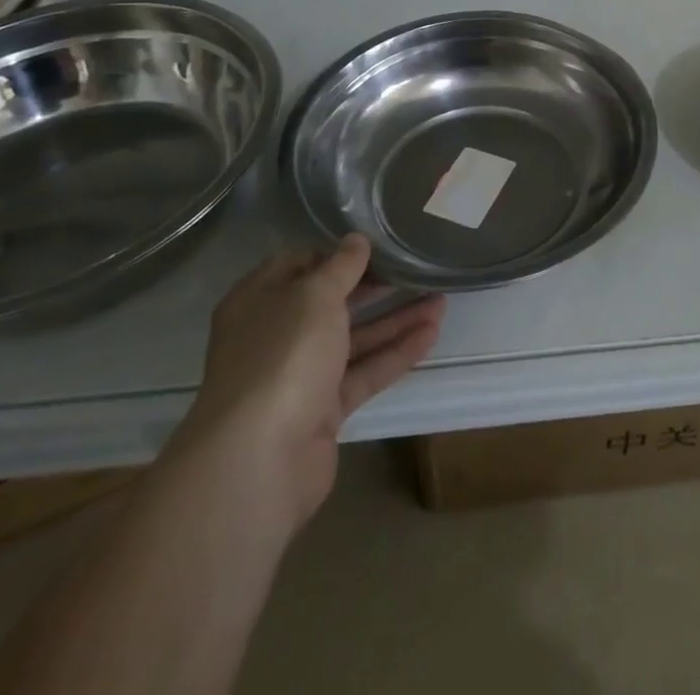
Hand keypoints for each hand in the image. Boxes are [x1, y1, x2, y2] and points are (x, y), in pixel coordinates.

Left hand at [169, 235, 444, 530]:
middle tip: (416, 269)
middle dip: (375, 287)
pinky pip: (363, 373)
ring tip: (441, 301)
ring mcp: (298, 376)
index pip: (298, 264)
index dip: (336, 253)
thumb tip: (356, 240)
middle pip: (330, 303)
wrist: (261, 458)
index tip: (376, 244)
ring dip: (395, 320)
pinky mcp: (322, 410)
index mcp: (258, 302)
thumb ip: (341, 265)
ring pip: (353, 339)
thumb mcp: (315, 295)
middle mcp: (275, 336)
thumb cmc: (283, 356)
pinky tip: (431, 335)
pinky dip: (395, 354)